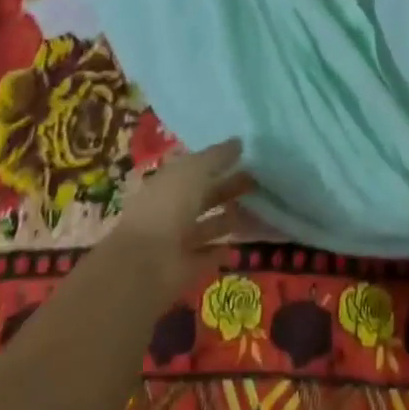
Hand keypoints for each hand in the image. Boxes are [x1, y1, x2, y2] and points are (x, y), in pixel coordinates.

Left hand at [111, 139, 255, 295]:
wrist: (146, 265)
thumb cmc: (168, 205)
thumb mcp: (194, 170)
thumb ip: (217, 156)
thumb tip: (239, 142)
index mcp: (169, 179)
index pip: (196, 164)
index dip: (219, 158)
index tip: (247, 153)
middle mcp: (173, 206)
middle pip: (205, 193)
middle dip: (231, 186)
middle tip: (260, 180)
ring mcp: (179, 238)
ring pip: (210, 222)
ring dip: (233, 216)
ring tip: (262, 208)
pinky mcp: (186, 267)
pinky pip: (210, 253)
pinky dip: (226, 247)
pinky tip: (245, 240)